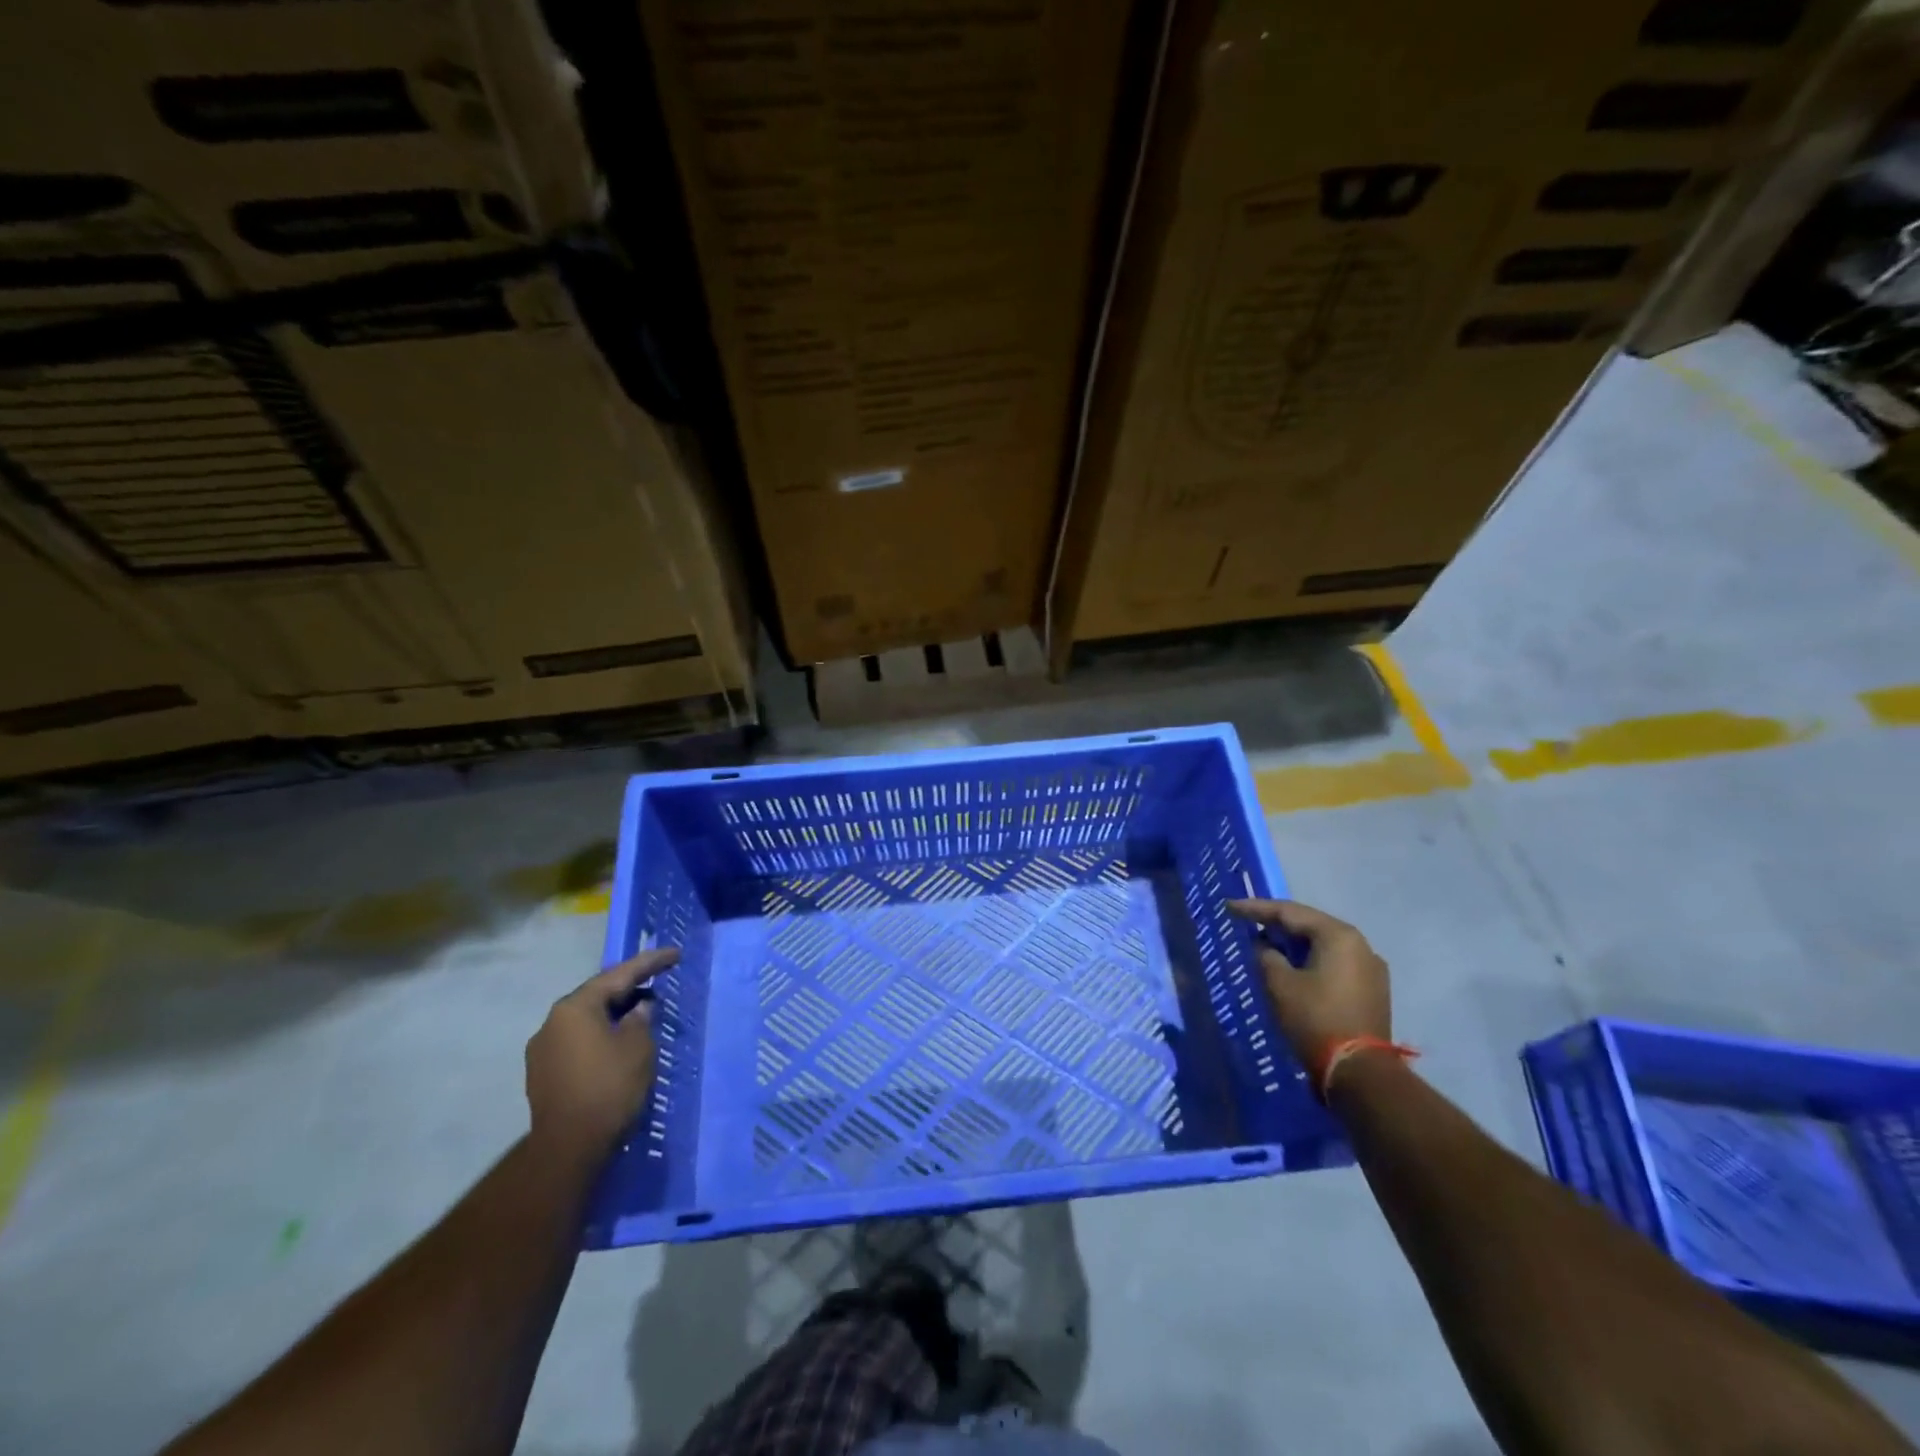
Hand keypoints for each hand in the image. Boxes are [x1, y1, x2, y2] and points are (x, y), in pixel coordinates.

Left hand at [525, 949, 678, 1160]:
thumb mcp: (639, 1046)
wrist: (568, 1148)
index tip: (674, 954)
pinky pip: (577, 1041)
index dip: (650, 963)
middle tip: (657, 981)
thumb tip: (639, 1008)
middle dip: (629, 988)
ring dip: (614, 1014)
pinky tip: (618, 1043)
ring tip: (642, 1014)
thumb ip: (641, 1019)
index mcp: (575, 1007)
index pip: (619, 975)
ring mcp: (542, 1050)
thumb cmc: (609, 1087)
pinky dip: (600, 1035)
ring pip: (586, 1020)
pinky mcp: (542, 1074)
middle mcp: (552, 1022)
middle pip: (597, 995)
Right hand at [1226, 898, 1389, 1068]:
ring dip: (1293, 944)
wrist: (1360, 1073)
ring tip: (1265, 944)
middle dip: (1276, 924)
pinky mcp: (1372, 990)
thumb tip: (1263, 946)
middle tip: (1246, 922)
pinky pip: (1334, 963)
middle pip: (1310, 925)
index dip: (1255, 908)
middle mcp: (1360, 945)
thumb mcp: (1279, 983)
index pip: (1289, 912)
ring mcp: (1370, 968)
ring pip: (1323, 945)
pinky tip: (1292, 967)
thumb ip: (1265, 955)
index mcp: (1338, 935)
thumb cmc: (1315, 1019)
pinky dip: (1310, 960)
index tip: (1229, 907)